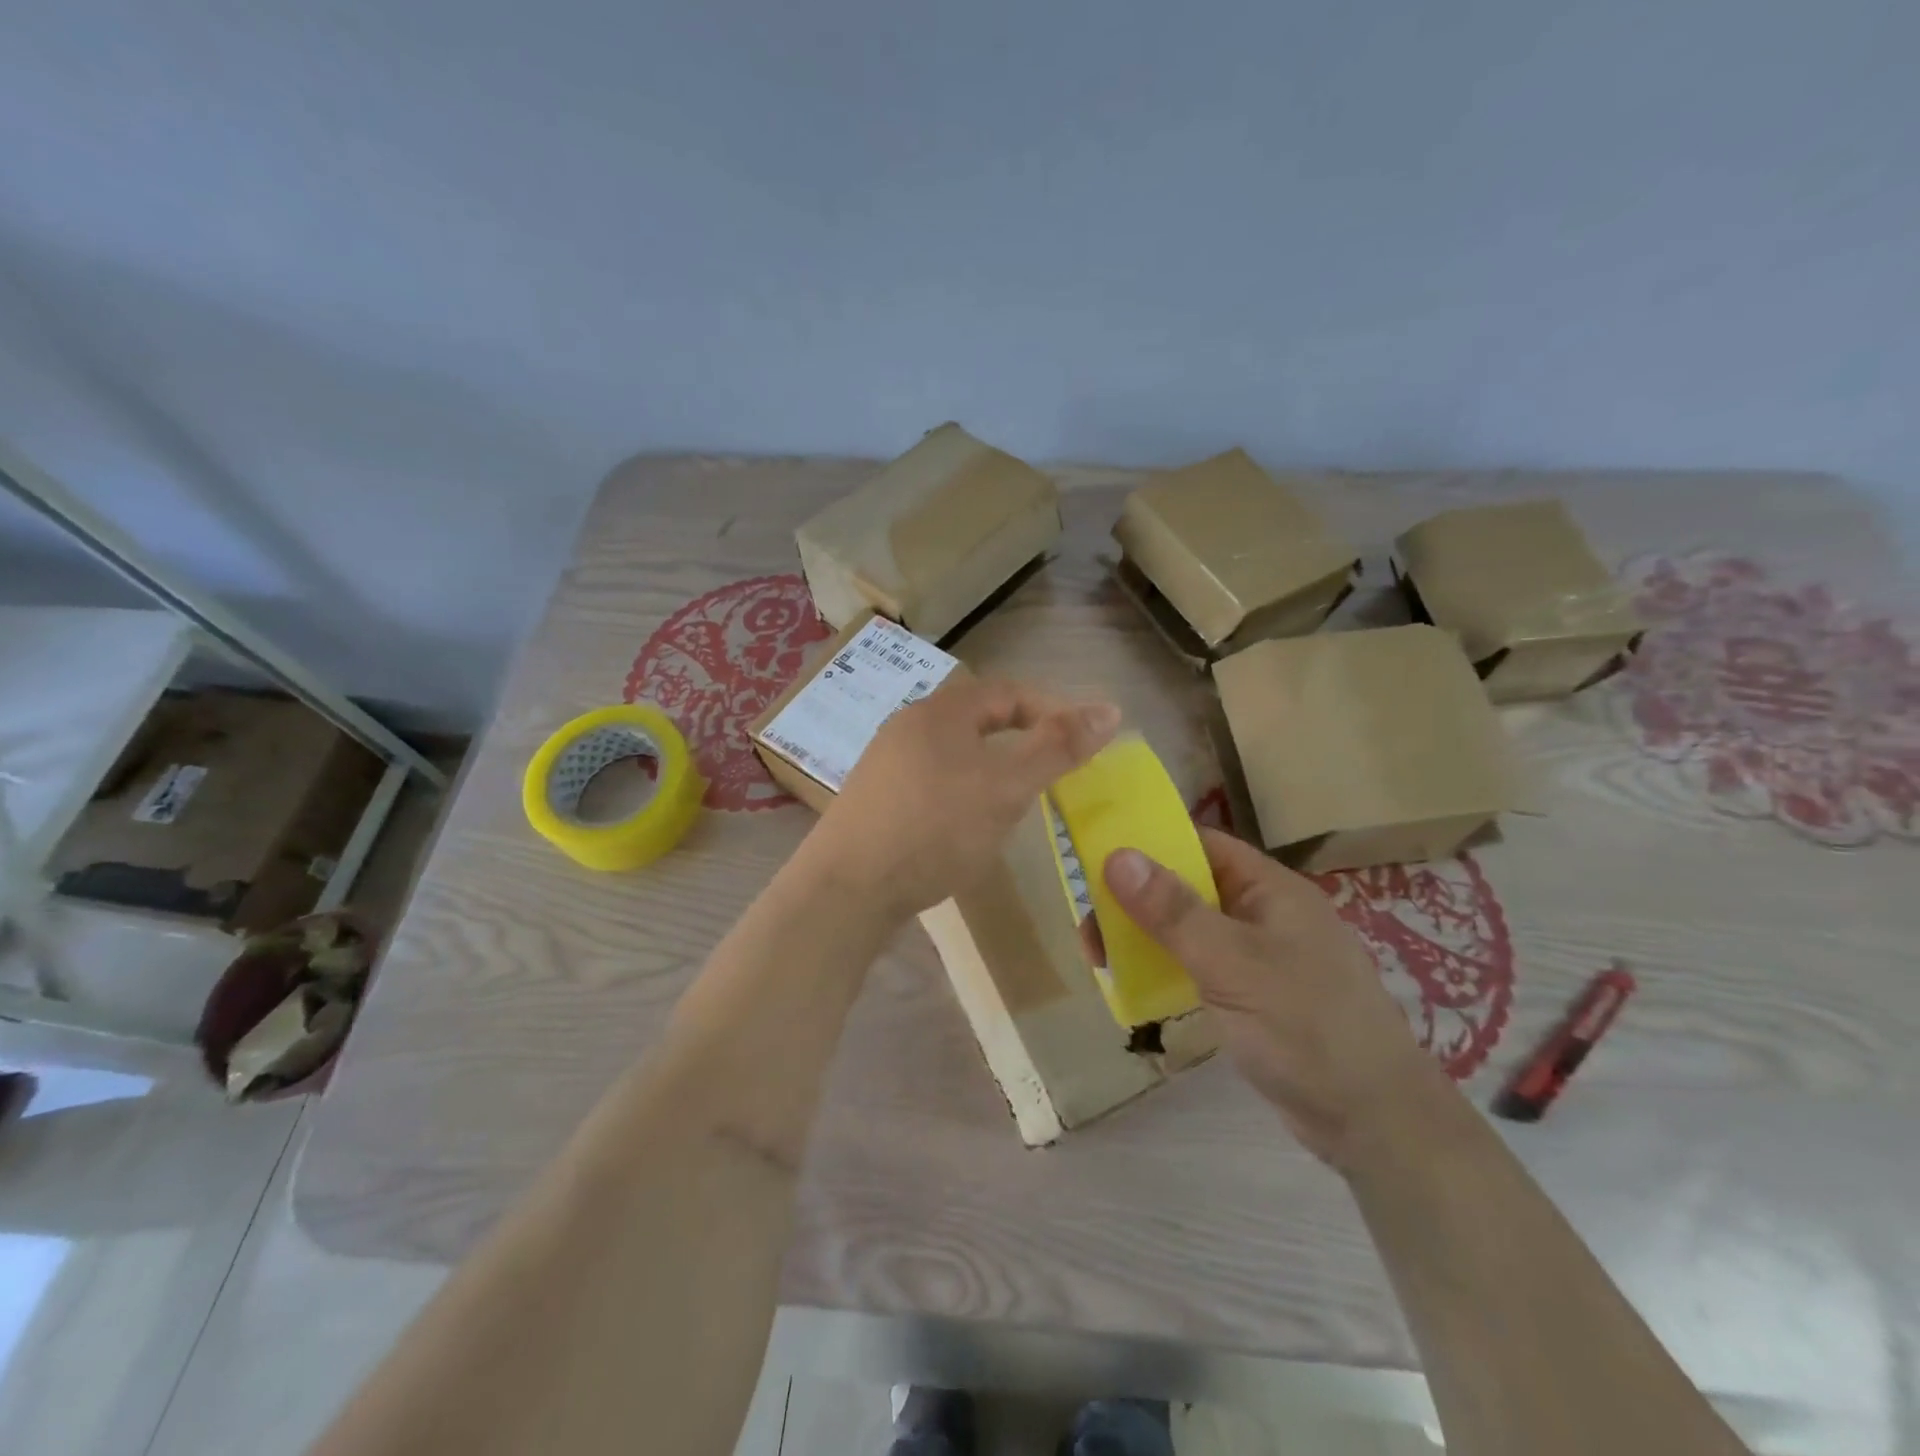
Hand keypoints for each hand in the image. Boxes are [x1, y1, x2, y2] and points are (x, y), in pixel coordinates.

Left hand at [809, 677, 1120, 919]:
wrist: (847, 888)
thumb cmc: (935, 827)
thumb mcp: (1006, 786)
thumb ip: (1058, 747)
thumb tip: (1109, 708)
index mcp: (942, 710)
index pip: (1009, 692)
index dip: (1053, 711)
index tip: (1083, 743)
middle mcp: (909, 726)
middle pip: (980, 721)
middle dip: (1021, 742)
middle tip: (1051, 775)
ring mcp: (885, 763)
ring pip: (955, 754)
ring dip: (991, 771)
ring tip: (1014, 805)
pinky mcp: (875, 800)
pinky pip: (931, 783)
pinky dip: (961, 795)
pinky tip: (964, 830)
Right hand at [1103, 829, 1446, 1168]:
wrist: (1375, 1123)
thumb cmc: (1305, 1027)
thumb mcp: (1232, 964)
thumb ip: (1173, 911)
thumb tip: (1116, 855)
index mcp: (1270, 890)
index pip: (1201, 845)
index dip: (1150, 845)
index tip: (1095, 861)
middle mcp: (1264, 914)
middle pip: (1188, 888)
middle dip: (1136, 900)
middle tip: (1089, 928)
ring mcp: (1260, 957)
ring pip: (1189, 929)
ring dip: (1145, 937)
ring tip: (1101, 959)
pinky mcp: (1254, 997)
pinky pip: (1198, 966)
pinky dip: (1165, 968)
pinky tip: (1136, 986)